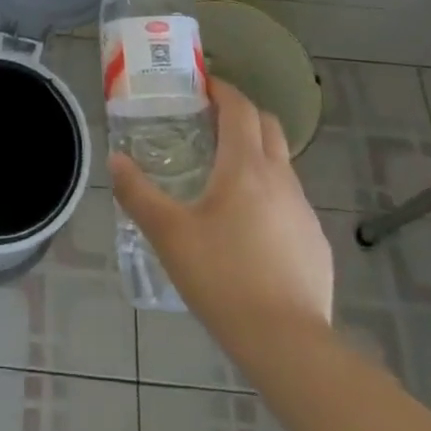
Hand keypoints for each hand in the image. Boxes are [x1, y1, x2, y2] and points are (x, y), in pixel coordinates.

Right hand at [109, 77, 333, 335]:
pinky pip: (291, 201)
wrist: (289, 345)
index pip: (240, 108)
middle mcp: (281, 178)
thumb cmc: (223, 279)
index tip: (202, 84)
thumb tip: (115, 160)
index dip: (222, 89)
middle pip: (268, 126)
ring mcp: (304, 211)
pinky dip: (269, 194)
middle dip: (243, 114)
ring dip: (256, 154)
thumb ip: (138, 194)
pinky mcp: (316, 242)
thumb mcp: (169, 235)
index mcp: (245, 166)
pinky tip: (249, 228)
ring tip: (225, 176)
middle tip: (211, 121)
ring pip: (281, 164)